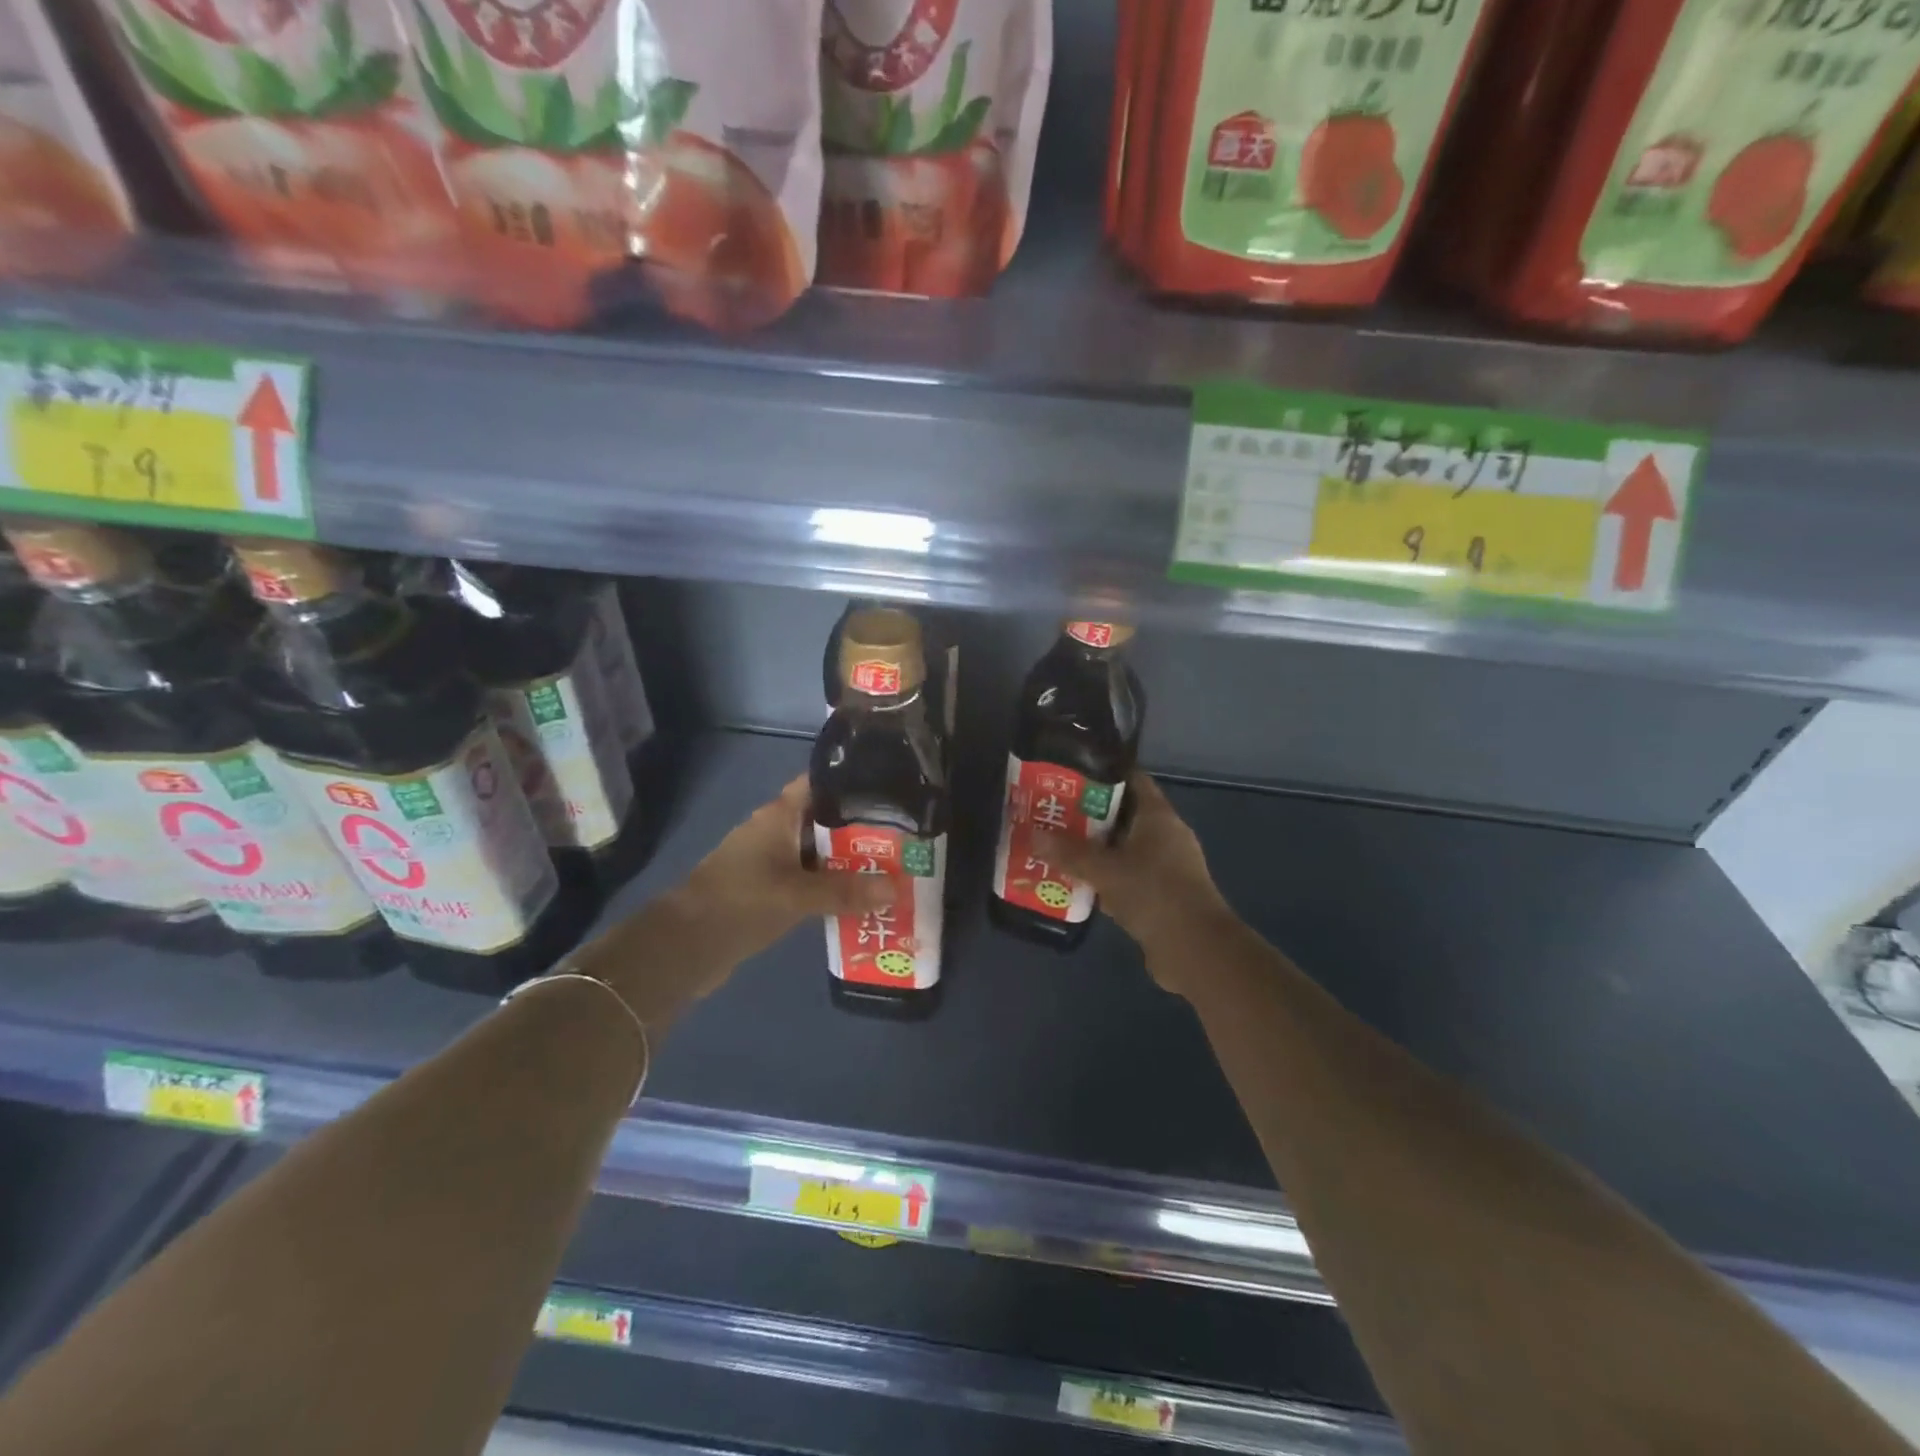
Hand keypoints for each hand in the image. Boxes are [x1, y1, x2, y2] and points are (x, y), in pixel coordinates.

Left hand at [586, 777, 893, 1026]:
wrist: (685, 947)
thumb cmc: (740, 902)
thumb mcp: (798, 895)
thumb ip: (846, 891)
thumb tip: (896, 888)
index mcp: (779, 815)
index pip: (820, 783)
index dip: (853, 781)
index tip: (891, 788)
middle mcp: (777, 831)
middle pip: (827, 820)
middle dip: (864, 827)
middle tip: (907, 835)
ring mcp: (772, 861)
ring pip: (822, 853)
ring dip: (851, 861)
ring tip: (896, 866)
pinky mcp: (770, 890)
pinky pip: (811, 880)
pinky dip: (834, 886)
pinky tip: (864, 897)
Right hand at [1037, 772, 1234, 997]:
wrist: (1195, 949)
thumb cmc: (1153, 893)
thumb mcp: (1105, 870)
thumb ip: (1069, 852)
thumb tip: (1033, 834)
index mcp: (1158, 817)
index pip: (1132, 780)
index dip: (1103, 774)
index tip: (1070, 776)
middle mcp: (1166, 836)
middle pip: (1124, 816)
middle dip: (1089, 816)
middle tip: (1053, 814)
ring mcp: (1167, 867)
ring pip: (1124, 850)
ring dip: (1096, 851)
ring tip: (1057, 847)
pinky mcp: (1163, 896)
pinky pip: (1128, 878)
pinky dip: (1106, 879)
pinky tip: (1077, 884)